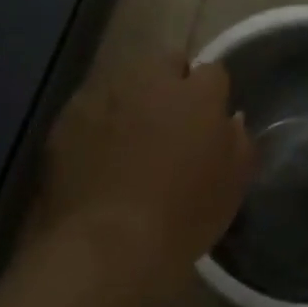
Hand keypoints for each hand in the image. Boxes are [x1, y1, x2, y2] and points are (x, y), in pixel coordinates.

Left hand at [32, 56, 254, 284]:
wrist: (106, 245)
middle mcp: (152, 80)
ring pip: (126, 81)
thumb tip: (231, 120)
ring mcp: (107, 93)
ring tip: (130, 138)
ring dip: (133, 99)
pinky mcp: (69, 116)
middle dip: (171, 82)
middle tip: (171, 121)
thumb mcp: (232, 187)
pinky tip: (97, 154)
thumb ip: (238, 142)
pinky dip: (97, 122)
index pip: (213, 71)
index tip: (208, 120)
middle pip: (167, 61)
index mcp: (197, 93)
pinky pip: (90, 107)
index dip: (211, 95)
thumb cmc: (182, 217)